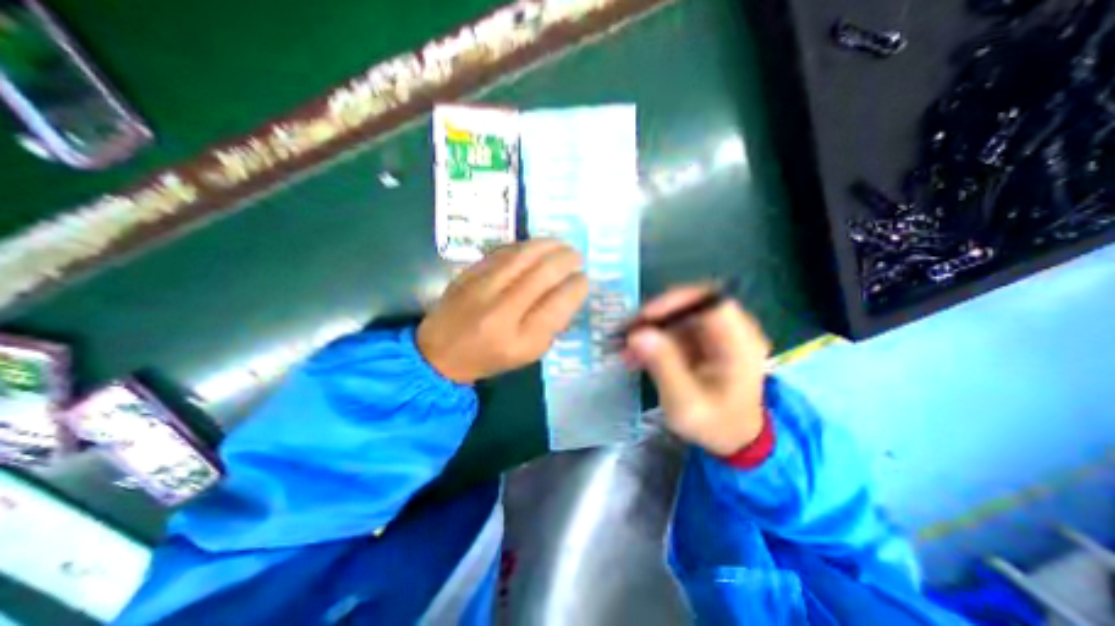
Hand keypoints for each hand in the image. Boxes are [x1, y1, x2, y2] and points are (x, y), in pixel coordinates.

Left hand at [419, 239, 591, 383]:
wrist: (440, 353)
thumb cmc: (492, 357)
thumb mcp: (530, 352)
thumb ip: (552, 323)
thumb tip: (569, 290)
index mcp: (521, 339)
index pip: (558, 304)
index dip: (576, 286)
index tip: (583, 279)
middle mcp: (502, 311)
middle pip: (543, 273)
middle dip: (566, 260)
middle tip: (577, 256)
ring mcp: (482, 288)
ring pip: (523, 255)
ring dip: (548, 245)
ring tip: (561, 245)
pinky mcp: (469, 273)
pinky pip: (504, 251)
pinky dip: (526, 246)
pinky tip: (536, 246)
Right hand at [624, 285, 772, 456]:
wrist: (732, 437)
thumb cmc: (715, 425)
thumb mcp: (687, 403)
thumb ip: (664, 367)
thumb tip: (637, 334)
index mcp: (741, 345)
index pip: (711, 303)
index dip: (677, 302)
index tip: (645, 318)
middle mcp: (733, 330)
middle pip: (691, 304)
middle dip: (655, 317)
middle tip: (626, 332)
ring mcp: (717, 332)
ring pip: (678, 315)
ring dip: (649, 328)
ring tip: (625, 348)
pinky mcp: (702, 338)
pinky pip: (674, 327)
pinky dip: (653, 337)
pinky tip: (635, 353)